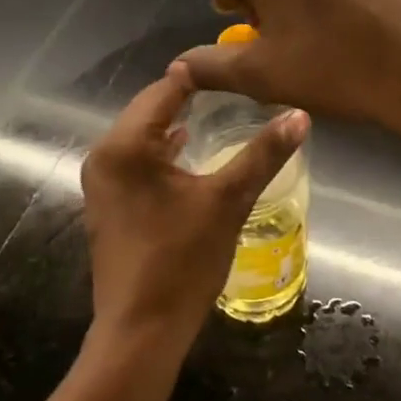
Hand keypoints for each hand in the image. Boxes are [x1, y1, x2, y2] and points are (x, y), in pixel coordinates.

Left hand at [80, 61, 307, 353]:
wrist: (140, 333)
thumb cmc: (181, 262)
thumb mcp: (228, 201)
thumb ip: (263, 154)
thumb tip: (299, 115)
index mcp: (125, 145)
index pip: (165, 89)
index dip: (202, 76)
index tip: (238, 66)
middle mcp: (104, 154)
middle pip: (151, 108)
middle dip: (190, 98)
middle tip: (235, 89)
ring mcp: (102, 180)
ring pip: (142, 134)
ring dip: (176, 123)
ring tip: (220, 112)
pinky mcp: (107, 202)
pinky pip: (137, 158)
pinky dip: (163, 149)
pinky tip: (190, 151)